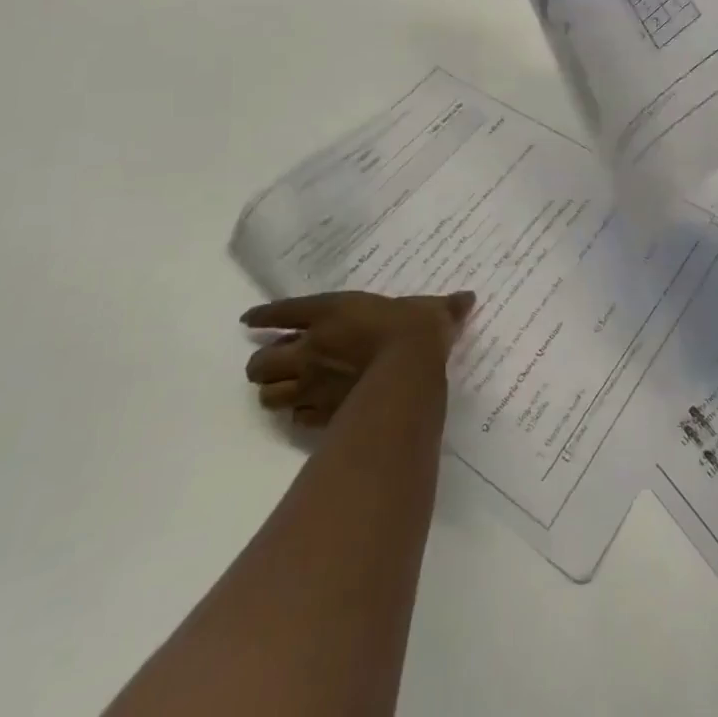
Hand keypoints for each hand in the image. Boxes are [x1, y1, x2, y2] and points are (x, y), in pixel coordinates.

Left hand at [242, 290, 475, 426]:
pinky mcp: (320, 416)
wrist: (408, 372)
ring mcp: (311, 385)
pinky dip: (297, 414)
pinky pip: (294, 419)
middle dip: (263, 364)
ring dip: (273, 391)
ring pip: (267, 395)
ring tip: (285, 389)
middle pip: (259, 363)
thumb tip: (468, 298)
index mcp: (330, 312)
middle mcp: (311, 348)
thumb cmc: (414, 330)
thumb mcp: (432, 310)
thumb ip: (445, 307)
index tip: (249, 321)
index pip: (281, 312)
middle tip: (277, 361)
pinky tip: (307, 412)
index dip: (261, 317)